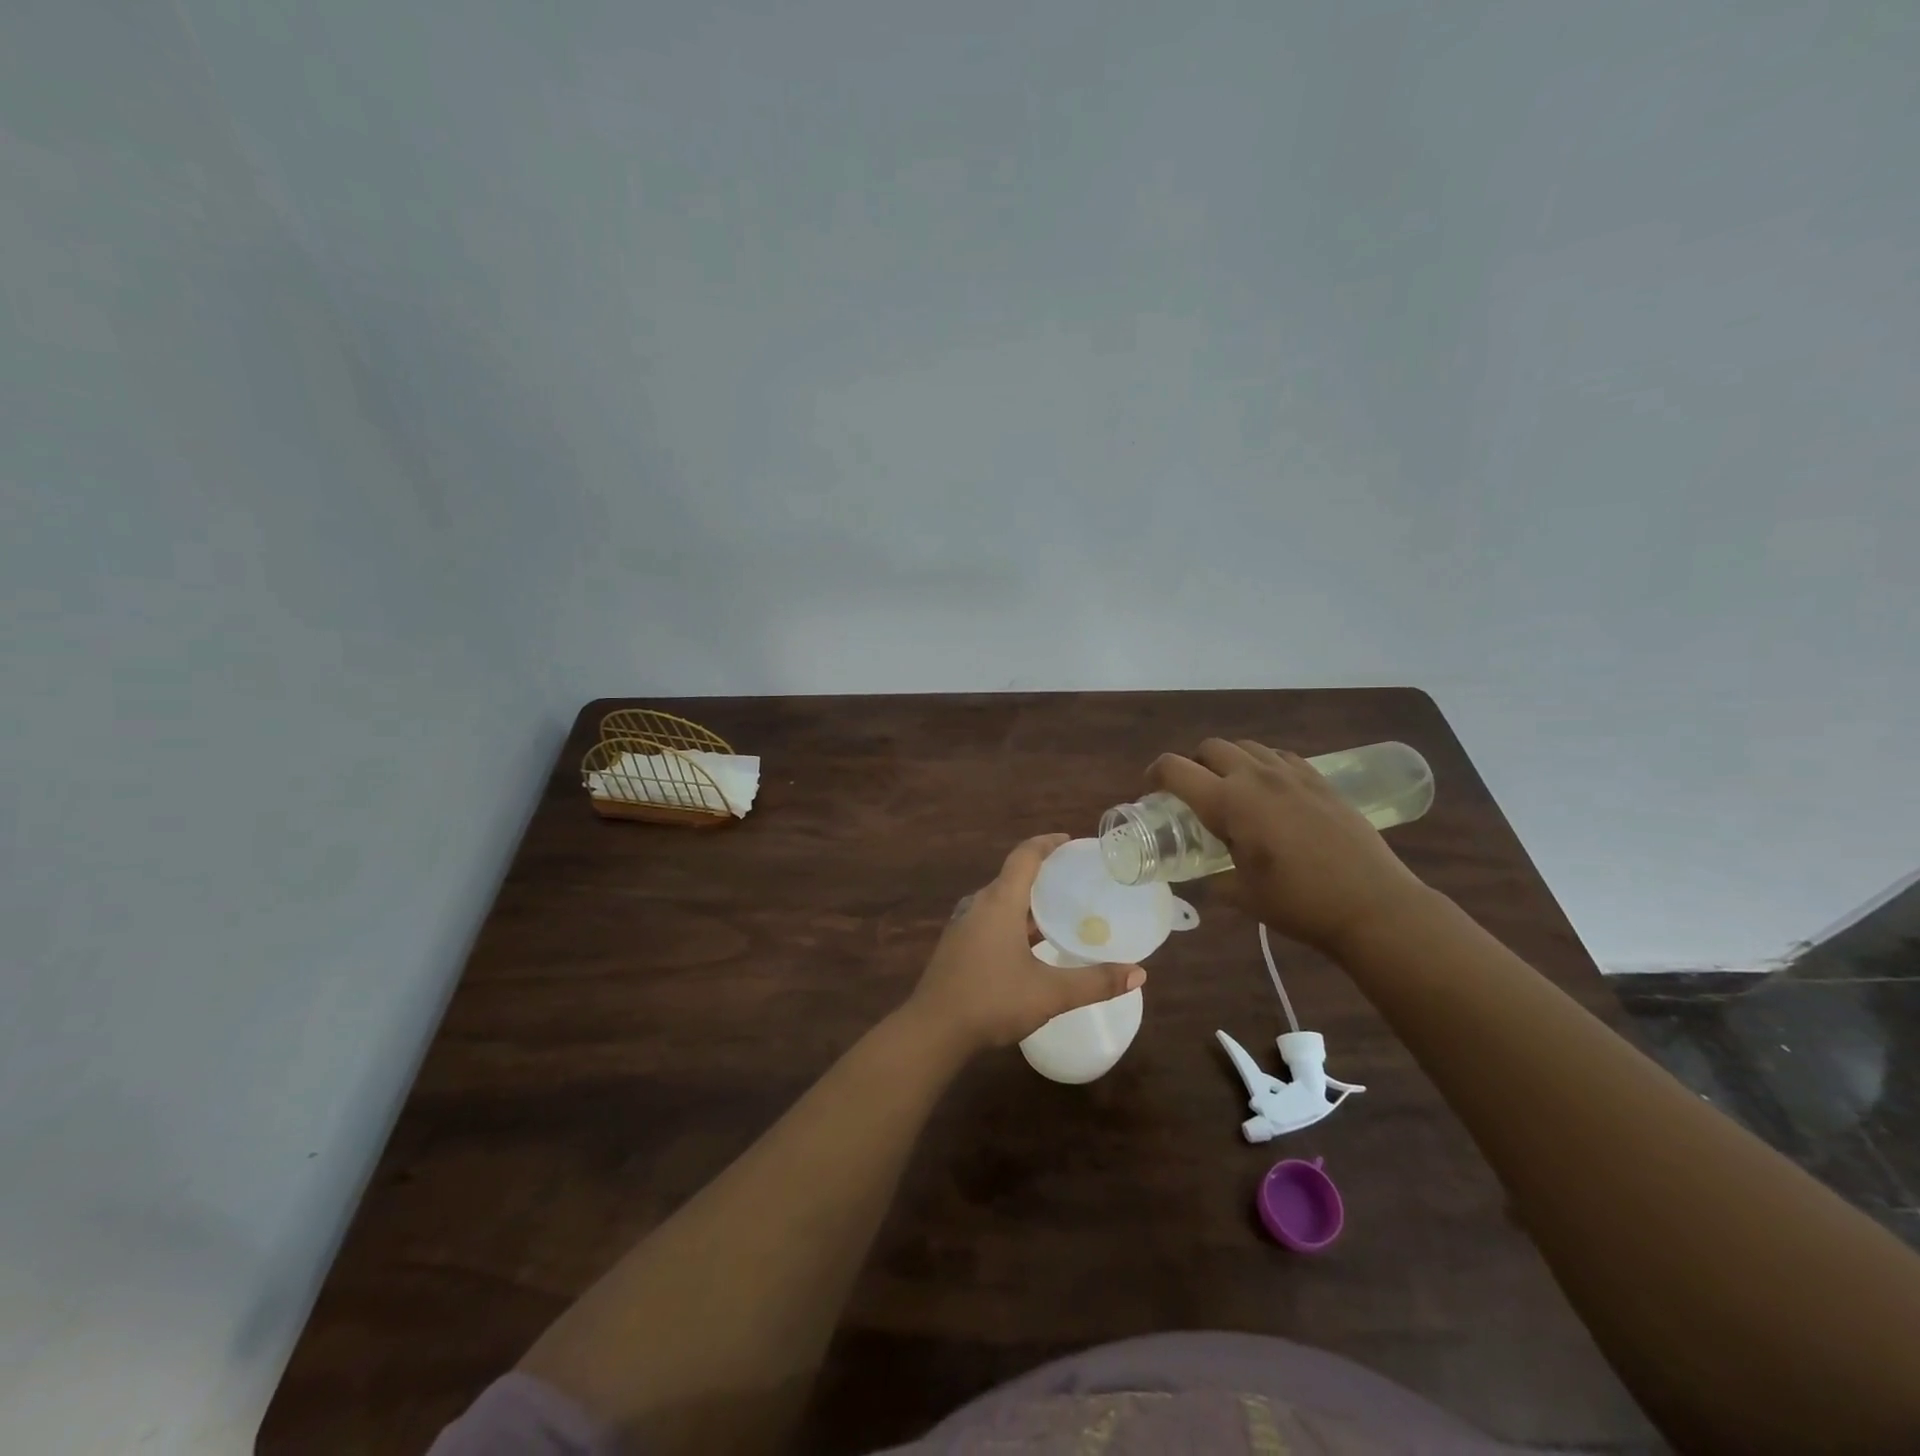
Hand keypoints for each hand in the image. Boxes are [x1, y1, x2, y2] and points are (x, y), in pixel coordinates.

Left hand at [902, 833, 1145, 1059]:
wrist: (933, 1030)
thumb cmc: (992, 1000)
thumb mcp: (1050, 993)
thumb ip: (1095, 982)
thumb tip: (1139, 974)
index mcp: (999, 902)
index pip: (1025, 856)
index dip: (1047, 843)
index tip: (1070, 841)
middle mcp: (979, 905)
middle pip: (1013, 876)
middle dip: (1044, 874)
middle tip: (1076, 880)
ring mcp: (965, 926)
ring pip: (1002, 901)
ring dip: (1029, 901)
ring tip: (1061, 912)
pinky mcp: (958, 946)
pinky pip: (992, 919)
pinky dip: (1015, 920)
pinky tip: (1032, 945)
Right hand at [1149, 739, 1428, 956]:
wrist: (1373, 905)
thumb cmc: (1299, 903)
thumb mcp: (1242, 895)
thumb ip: (1213, 878)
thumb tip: (1204, 875)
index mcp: (1228, 802)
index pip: (1175, 769)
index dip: (1154, 775)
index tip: (1152, 791)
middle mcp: (1256, 777)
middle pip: (1210, 748)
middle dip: (1193, 764)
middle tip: (1193, 794)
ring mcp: (1292, 774)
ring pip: (1246, 746)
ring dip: (1228, 761)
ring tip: (1232, 791)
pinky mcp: (1320, 780)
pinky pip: (1279, 757)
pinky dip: (1263, 766)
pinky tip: (1271, 792)